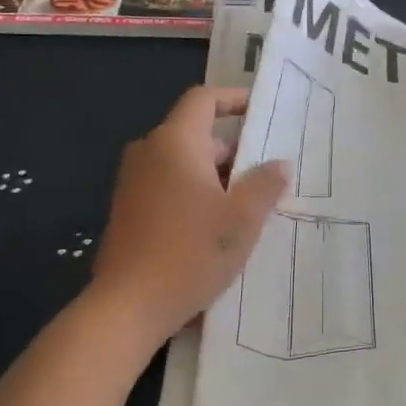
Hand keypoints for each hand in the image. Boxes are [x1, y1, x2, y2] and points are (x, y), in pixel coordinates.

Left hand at [90, 87, 288, 343]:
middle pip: (196, 134)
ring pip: (183, 164)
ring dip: (216, 177)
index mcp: (175, 143)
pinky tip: (216, 227)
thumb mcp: (241, 219)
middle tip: (268, 176)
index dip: (234, 99)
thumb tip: (279, 163)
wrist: (126, 307)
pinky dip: (194, 193)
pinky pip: (167, 186)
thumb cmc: (190, 253)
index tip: (261, 110)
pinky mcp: (127, 210)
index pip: (203, 99)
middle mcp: (149, 152)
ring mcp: (133, 182)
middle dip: (233, 151)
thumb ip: (265, 185)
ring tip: (249, 206)